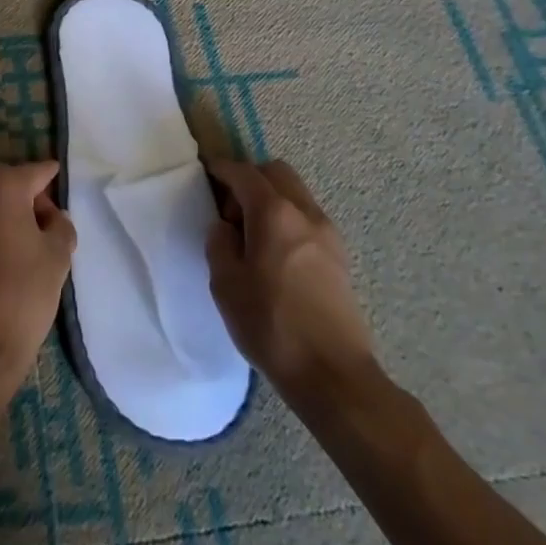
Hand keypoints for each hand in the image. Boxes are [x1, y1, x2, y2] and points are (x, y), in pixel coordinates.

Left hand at [0, 161, 76, 394]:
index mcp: (0, 183)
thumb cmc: (22, 293)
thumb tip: (52, 217)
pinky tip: (9, 252)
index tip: (65, 188)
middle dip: (29, 197)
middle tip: (50, 225)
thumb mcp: (58, 255)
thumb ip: (60, 224)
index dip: (54, 181)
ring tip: (31, 242)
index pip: (36, 171)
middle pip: (8, 181)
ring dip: (8, 211)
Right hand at [205, 159, 376, 397]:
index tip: (206, 172)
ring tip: (252, 234)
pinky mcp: (339, 257)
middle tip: (230, 209)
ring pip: (296, 194)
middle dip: (250, 179)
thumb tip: (225, 227)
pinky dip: (288, 218)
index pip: (244, 174)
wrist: (333, 375)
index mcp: (274, 213)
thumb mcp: (226, 284)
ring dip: (271, 198)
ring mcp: (328, 234)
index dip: (222, 169)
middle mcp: (305, 213)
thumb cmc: (271, 326)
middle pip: (276, 173)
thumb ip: (219, 244)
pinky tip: (275, 253)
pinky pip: (307, 218)